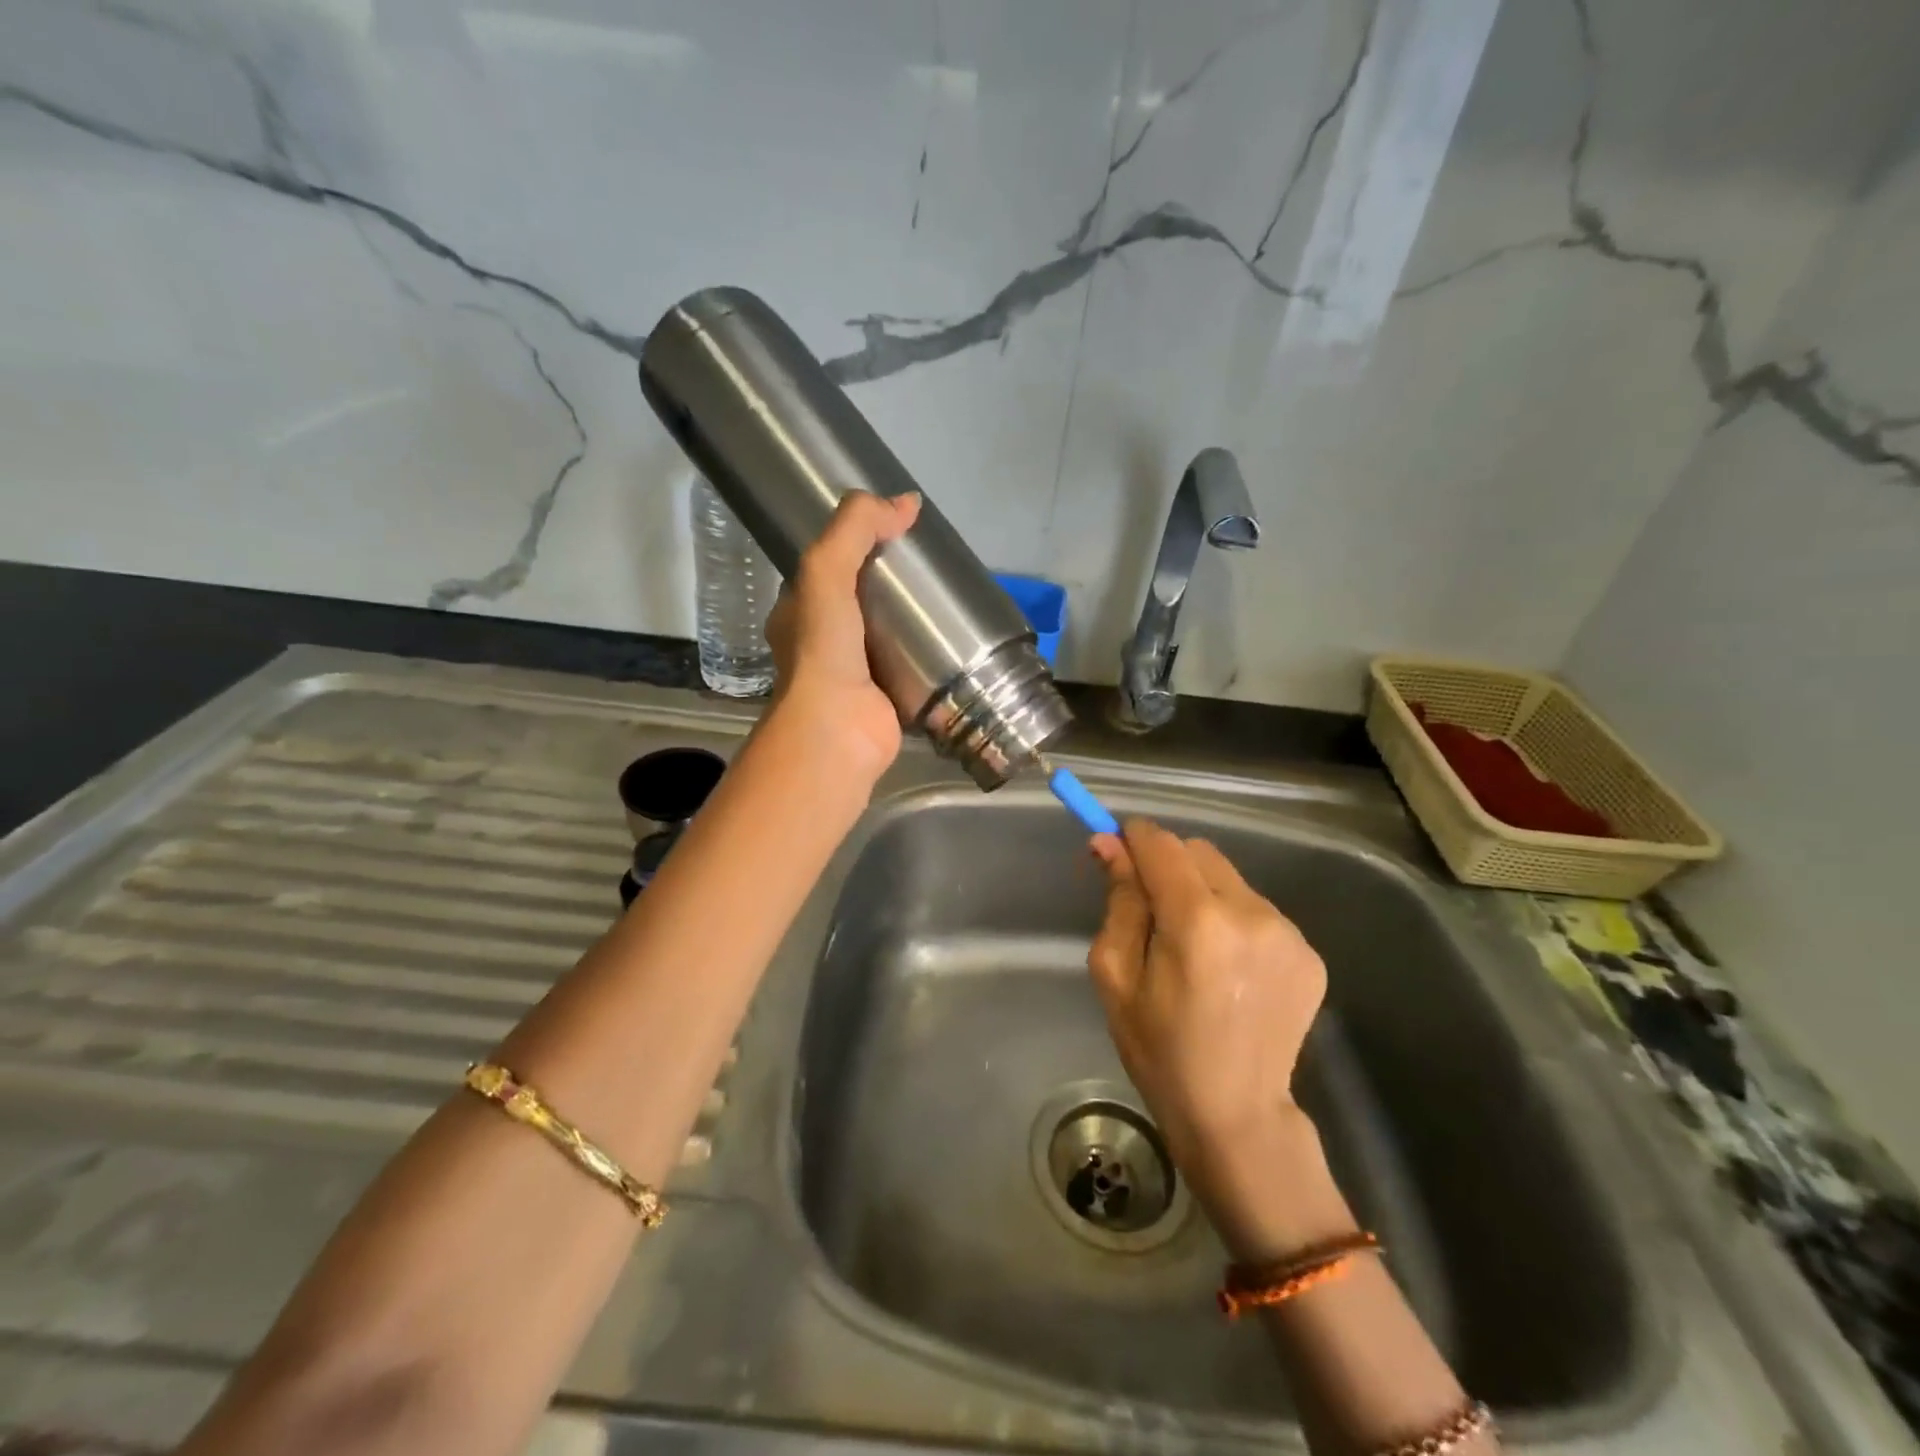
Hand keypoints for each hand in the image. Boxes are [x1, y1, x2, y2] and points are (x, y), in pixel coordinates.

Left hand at [764, 491, 921, 784]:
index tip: (894, 533)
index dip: (855, 546)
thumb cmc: (823, 649)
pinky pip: (909, 669)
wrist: (838, 730)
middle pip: (859, 602)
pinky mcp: (886, 701)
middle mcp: (821, 644)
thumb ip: (857, 528)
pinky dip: (928, 657)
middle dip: (889, 586)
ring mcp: (854, 676)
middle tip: (929, 568)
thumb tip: (906, 502)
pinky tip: (955, 643)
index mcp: (798, 613)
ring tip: (948, 601)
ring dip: (911, 623)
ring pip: (885, 637)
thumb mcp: (827, 570)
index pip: (826, 569)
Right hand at [1087, 820, 1327, 1197]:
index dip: (1134, 838)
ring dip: (1204, 893)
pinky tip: (1228, 968)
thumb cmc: (1160, 1050)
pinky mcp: (1310, 953)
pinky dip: (1234, 921)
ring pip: (1230, 878)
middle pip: (1199, 852)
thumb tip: (1108, 845)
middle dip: (1168, 866)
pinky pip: (1258, 910)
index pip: (1162, 844)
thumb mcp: (1116, 976)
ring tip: (1195, 948)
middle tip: (1152, 910)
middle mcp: (1251, 914)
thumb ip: (1118, 901)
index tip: (1116, 850)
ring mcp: (1289, 933)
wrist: (1237, 1115)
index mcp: (1198, 922)